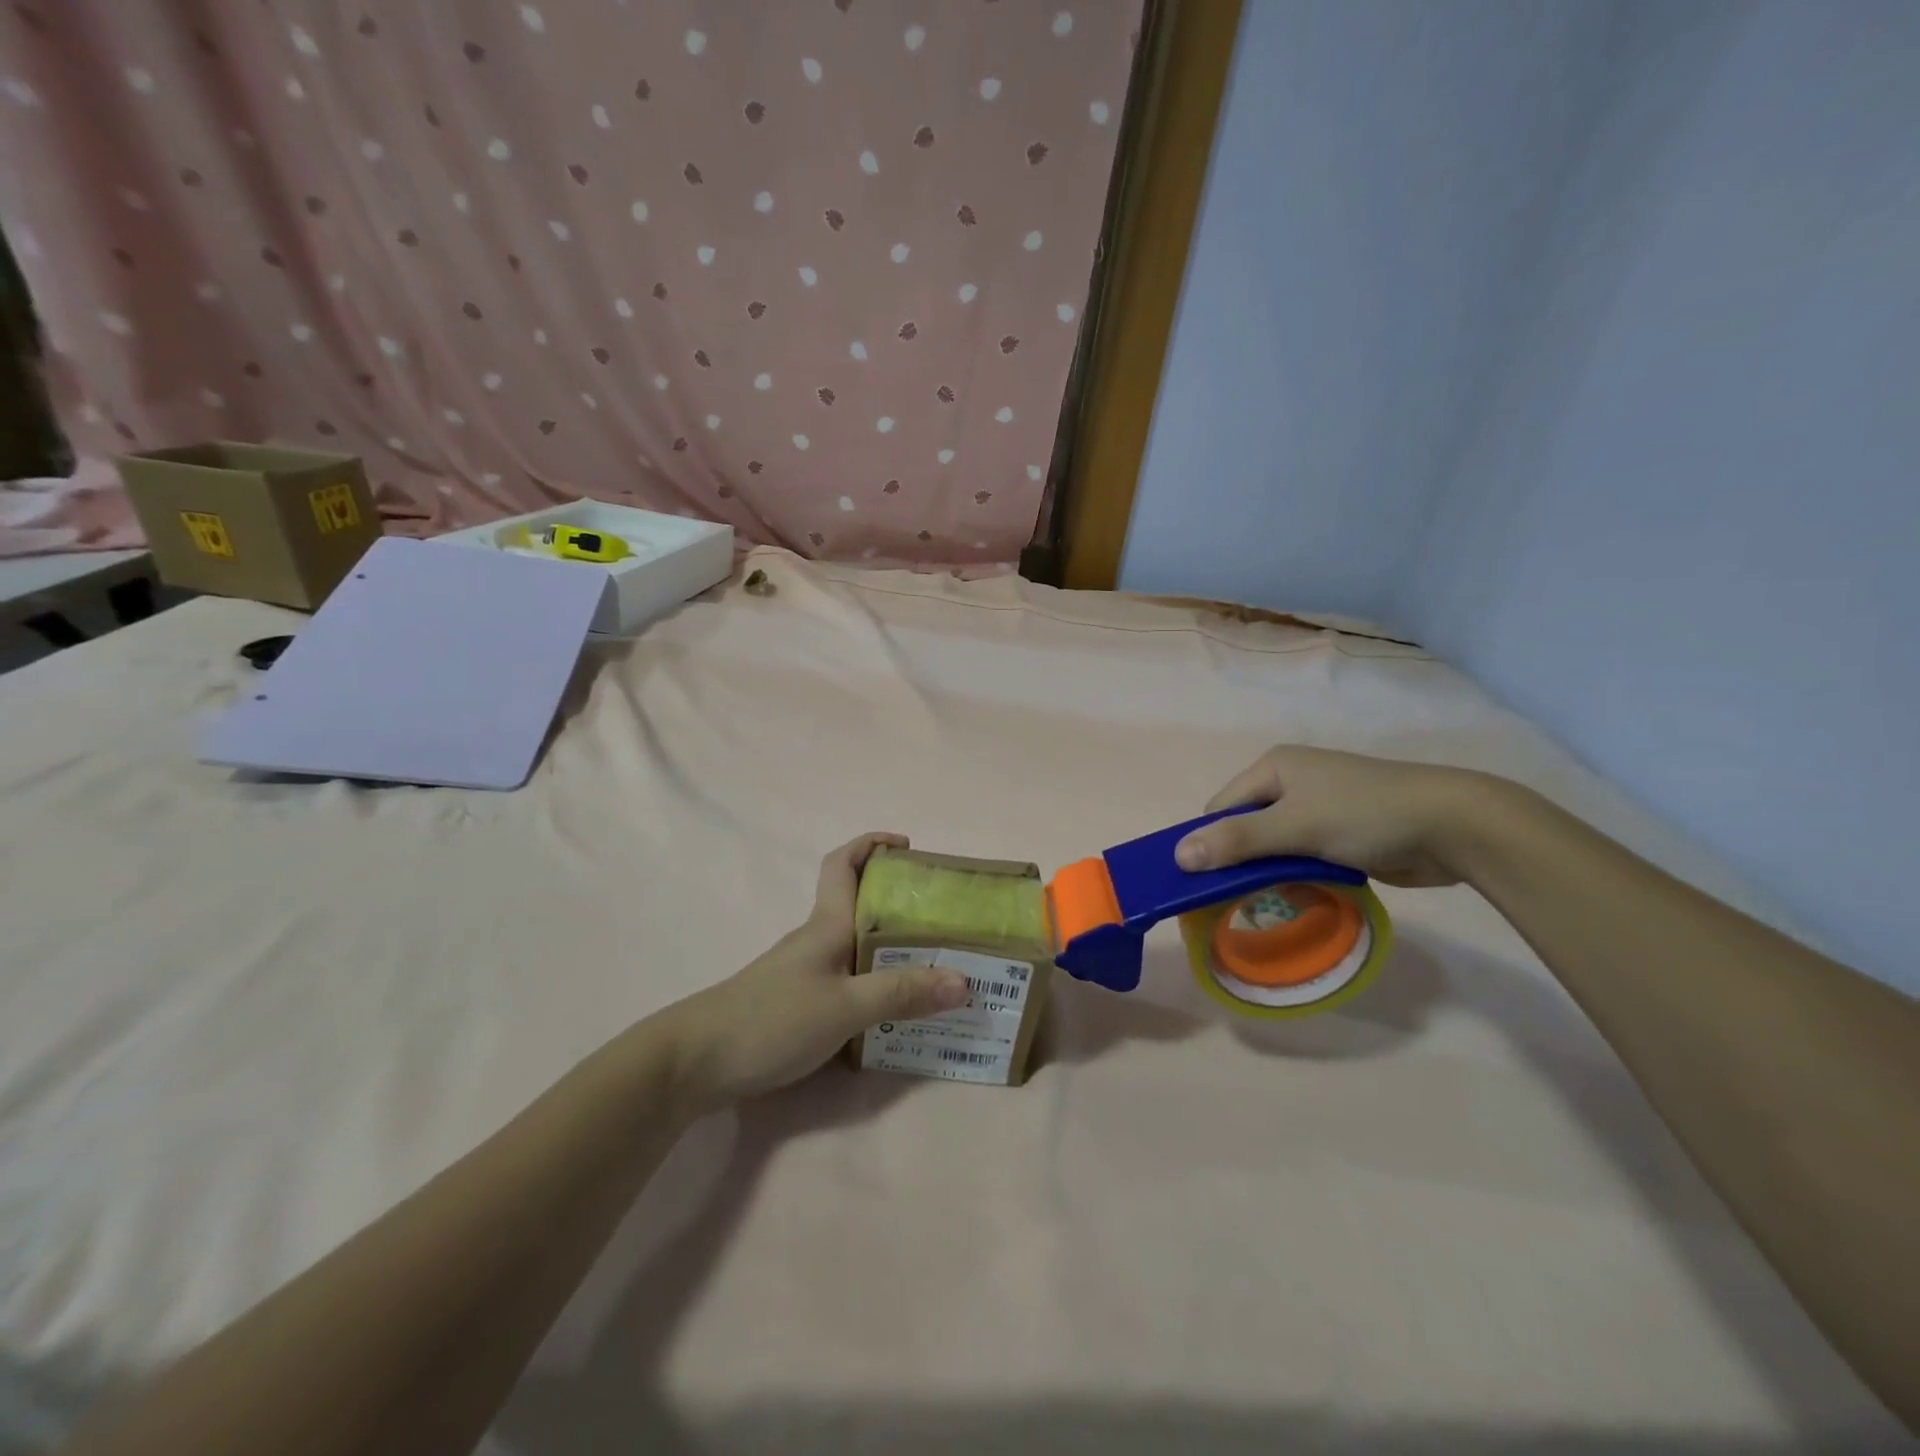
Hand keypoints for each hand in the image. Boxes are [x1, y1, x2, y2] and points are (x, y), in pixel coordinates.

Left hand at [660, 834, 968, 1113]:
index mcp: (826, 924)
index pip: (844, 863)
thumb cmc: (772, 1019)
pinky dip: (874, 982)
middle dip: (899, 903)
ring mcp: (804, 971)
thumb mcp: (845, 1006)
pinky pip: (847, 978)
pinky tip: (893, 1010)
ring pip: (855, 945)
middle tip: (943, 920)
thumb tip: (963, 980)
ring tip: (932, 967)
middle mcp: (817, 939)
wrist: (695, 1062)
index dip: (872, 844)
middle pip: (858, 905)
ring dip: (891, 947)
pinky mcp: (797, 1002)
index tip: (906, 846)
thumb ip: (902, 993)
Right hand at [1174, 746, 1486, 887]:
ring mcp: (1319, 806)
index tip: (1211, 882)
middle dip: (1244, 863)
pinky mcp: (1342, 832)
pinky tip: (1310, 893)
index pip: (1221, 809)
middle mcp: (1291, 782)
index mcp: (1273, 767)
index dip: (1213, 843)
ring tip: (1282, 897)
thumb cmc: (1364, 814)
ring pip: (1274, 846)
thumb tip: (1178, 856)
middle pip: (1246, 828)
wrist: (1454, 825)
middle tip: (1245, 897)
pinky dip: (1301, 876)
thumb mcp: (1294, 827)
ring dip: (1274, 873)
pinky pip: (1303, 856)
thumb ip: (1236, 841)